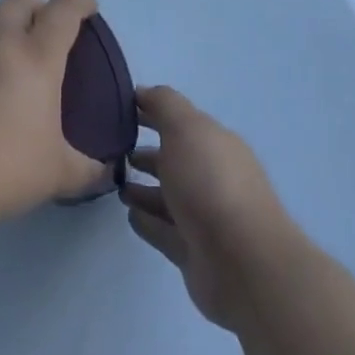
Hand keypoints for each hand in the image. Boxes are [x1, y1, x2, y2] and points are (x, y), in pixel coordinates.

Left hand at [0, 0, 109, 229]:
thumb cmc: (2, 170)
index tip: (87, 7)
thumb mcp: (57, 175)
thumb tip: (104, 170)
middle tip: (42, 27)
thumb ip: (86, 168)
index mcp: (35, 58)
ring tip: (1, 55)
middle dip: (36, 5)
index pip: (63, 12)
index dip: (79, 3)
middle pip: (19, 1)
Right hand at [120, 86, 303, 330]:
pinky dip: (147, 221)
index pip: (179, 121)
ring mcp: (204, 216)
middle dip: (146, 152)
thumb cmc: (211, 184)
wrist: (243, 262)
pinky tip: (128, 214)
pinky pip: (164, 230)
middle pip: (174, 159)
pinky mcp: (194, 251)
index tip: (118, 111)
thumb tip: (143, 92)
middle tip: (112, 150)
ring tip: (115, 182)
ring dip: (143, 188)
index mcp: (215, 143)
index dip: (151, 112)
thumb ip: (164, 105)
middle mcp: (212, 176)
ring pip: (168, 196)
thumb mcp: (186, 129)